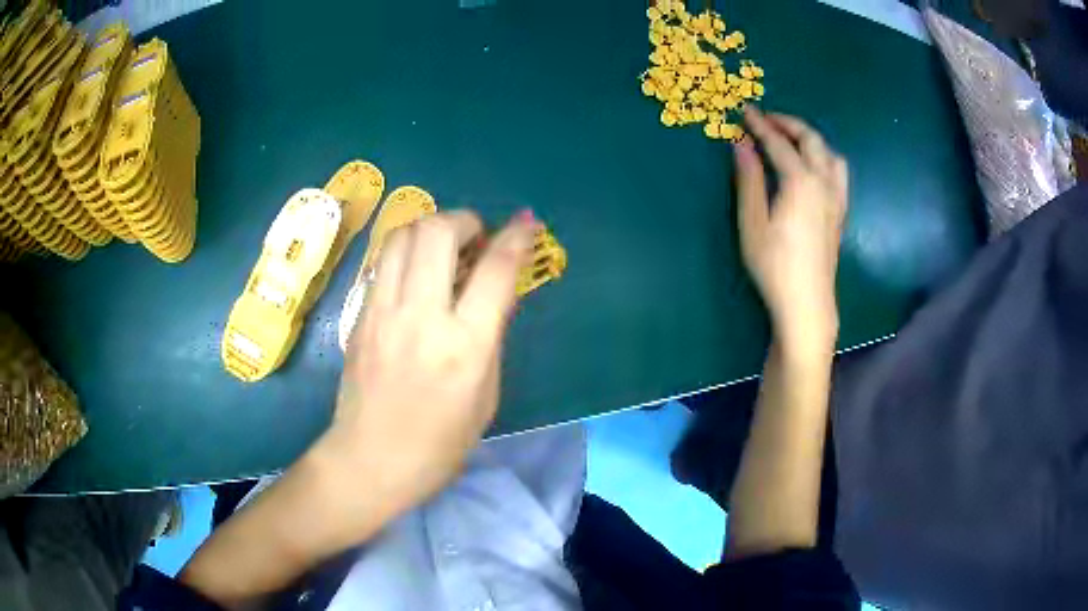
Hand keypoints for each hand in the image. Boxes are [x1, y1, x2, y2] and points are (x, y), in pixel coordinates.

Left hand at [318, 209, 537, 519]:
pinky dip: (406, 252)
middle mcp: (421, 317)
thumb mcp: (487, 395)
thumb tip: (495, 291)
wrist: (371, 460)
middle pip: (438, 232)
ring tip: (443, 247)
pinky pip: (383, 261)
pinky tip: (416, 272)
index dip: (517, 238)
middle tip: (476, 237)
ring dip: (430, 227)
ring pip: (403, 234)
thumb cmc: (440, 444)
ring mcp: (383, 312)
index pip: (495, 271)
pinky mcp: (359, 315)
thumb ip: (491, 336)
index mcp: (465, 346)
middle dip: (465, 219)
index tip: (527, 223)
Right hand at [735, 107, 848, 353]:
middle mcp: (823, 183)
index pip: (779, 142)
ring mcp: (836, 198)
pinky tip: (813, 169)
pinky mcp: (840, 213)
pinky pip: (838, 173)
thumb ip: (749, 178)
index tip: (745, 110)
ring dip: (811, 139)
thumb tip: (740, 143)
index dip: (760, 124)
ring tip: (792, 141)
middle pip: (811, 140)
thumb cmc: (775, 265)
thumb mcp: (753, 222)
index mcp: (800, 181)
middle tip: (766, 120)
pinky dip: (824, 158)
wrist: (807, 303)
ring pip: (831, 154)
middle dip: (789, 123)